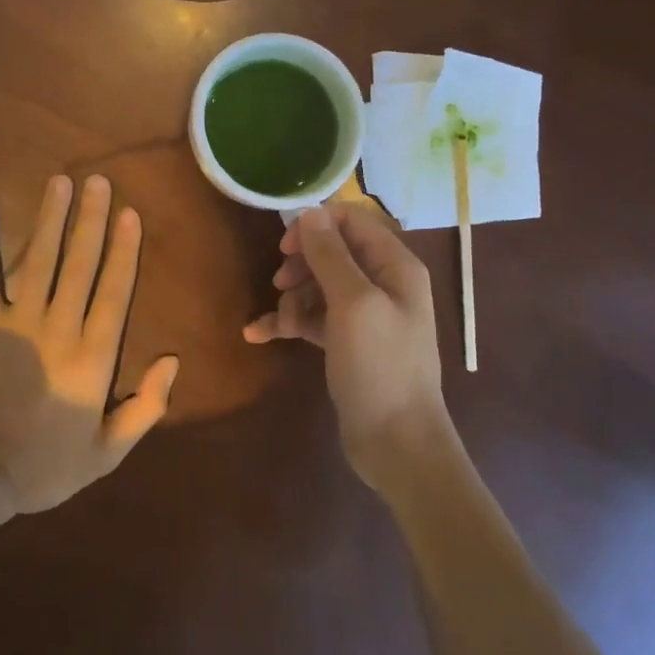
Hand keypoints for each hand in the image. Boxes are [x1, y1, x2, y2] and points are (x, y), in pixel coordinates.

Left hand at [0, 174, 177, 514]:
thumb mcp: (106, 453)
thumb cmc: (42, 466)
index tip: (130, 213)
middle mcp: (60, 327)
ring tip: (61, 181)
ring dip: (51, 218)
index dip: (123, 250)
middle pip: (80, 264)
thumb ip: (145, 408)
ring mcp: (18, 321)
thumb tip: (172, 361)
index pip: (114, 292)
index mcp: (93, 356)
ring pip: (40, 259)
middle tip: (99, 181)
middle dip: (91, 220)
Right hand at [244, 203, 452, 491]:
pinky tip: (258, 334)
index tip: (286, 246)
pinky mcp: (348, 343)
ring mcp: (365, 315)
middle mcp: (383, 284)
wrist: (396, 443)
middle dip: (301, 265)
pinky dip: (288, 323)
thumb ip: (331, 255)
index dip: (316, 226)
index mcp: (395, 266)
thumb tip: (310, 211)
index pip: (352, 221)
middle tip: (280, 283)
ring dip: (292, 299)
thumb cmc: (380, 366)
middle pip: (332, 253)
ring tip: (282, 325)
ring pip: (318, 286)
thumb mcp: (353, 304)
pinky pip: (312, 319)